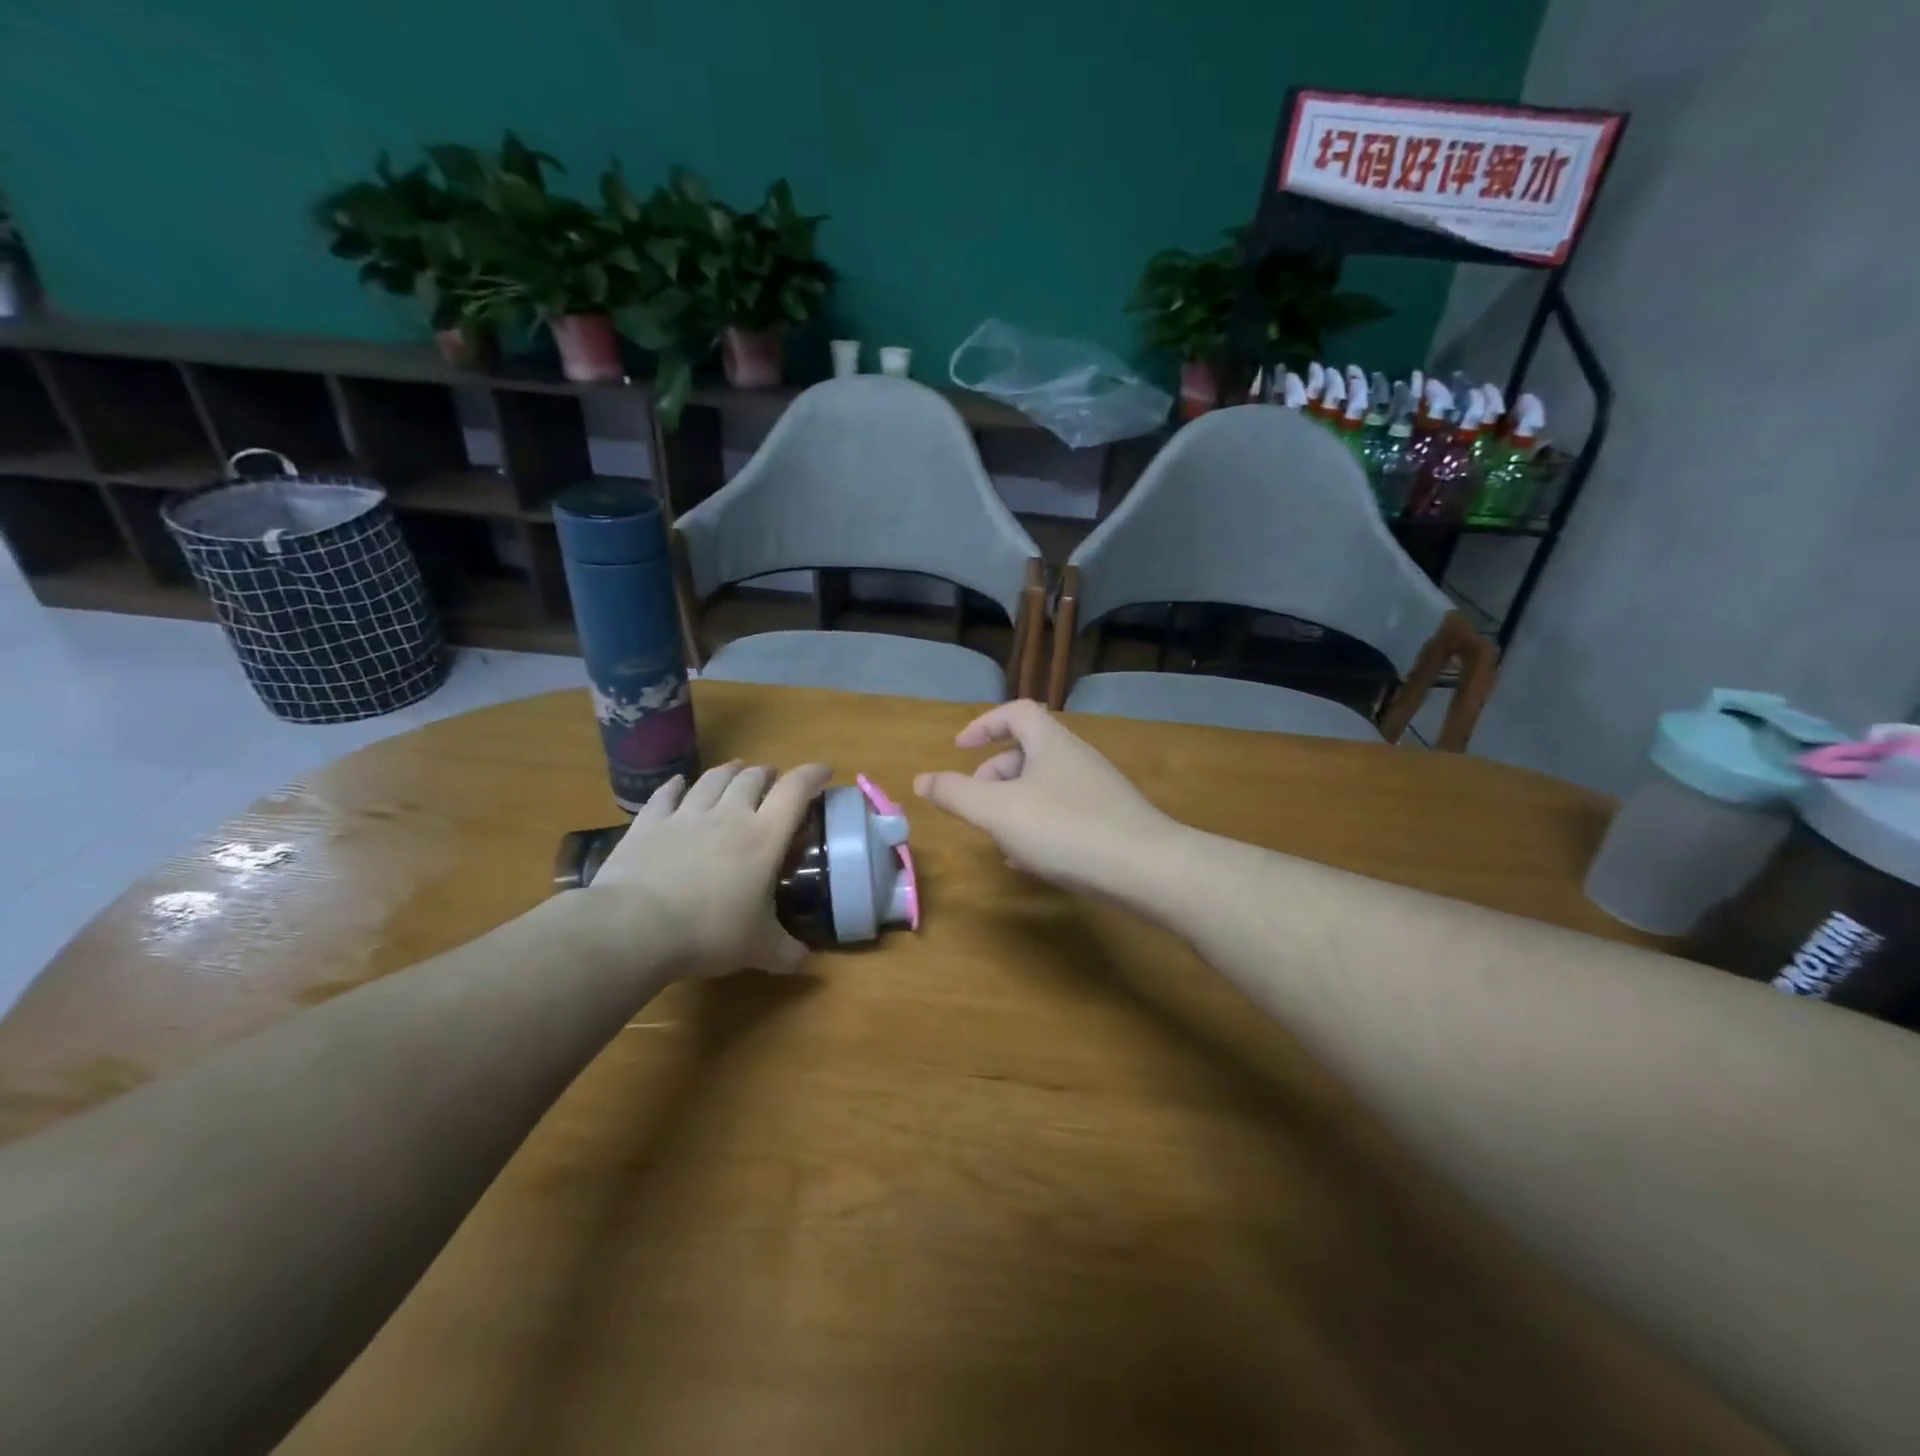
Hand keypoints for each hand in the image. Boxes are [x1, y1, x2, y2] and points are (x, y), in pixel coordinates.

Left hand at [588, 760, 831, 977]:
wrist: (634, 927)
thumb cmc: (709, 932)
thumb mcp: (758, 949)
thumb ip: (786, 951)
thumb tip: (804, 961)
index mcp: (764, 837)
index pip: (795, 791)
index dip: (812, 775)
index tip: (823, 771)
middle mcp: (728, 815)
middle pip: (752, 778)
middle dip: (767, 774)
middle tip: (773, 779)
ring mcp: (685, 815)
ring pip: (712, 779)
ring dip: (729, 772)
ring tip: (736, 770)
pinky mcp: (648, 824)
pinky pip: (666, 794)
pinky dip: (676, 786)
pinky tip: (678, 784)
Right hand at [914, 701, 1174, 900]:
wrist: (1146, 868)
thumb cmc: (1065, 829)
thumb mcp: (999, 811)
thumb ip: (956, 794)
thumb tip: (921, 780)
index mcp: (1050, 743)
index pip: (1016, 712)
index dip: (983, 725)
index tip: (958, 749)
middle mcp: (1076, 758)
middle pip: (1027, 753)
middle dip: (993, 776)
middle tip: (974, 805)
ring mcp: (1097, 790)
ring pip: (1043, 788)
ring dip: (1013, 807)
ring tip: (997, 839)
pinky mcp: (1110, 822)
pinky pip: (1063, 814)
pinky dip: (1038, 828)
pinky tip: (1030, 861)